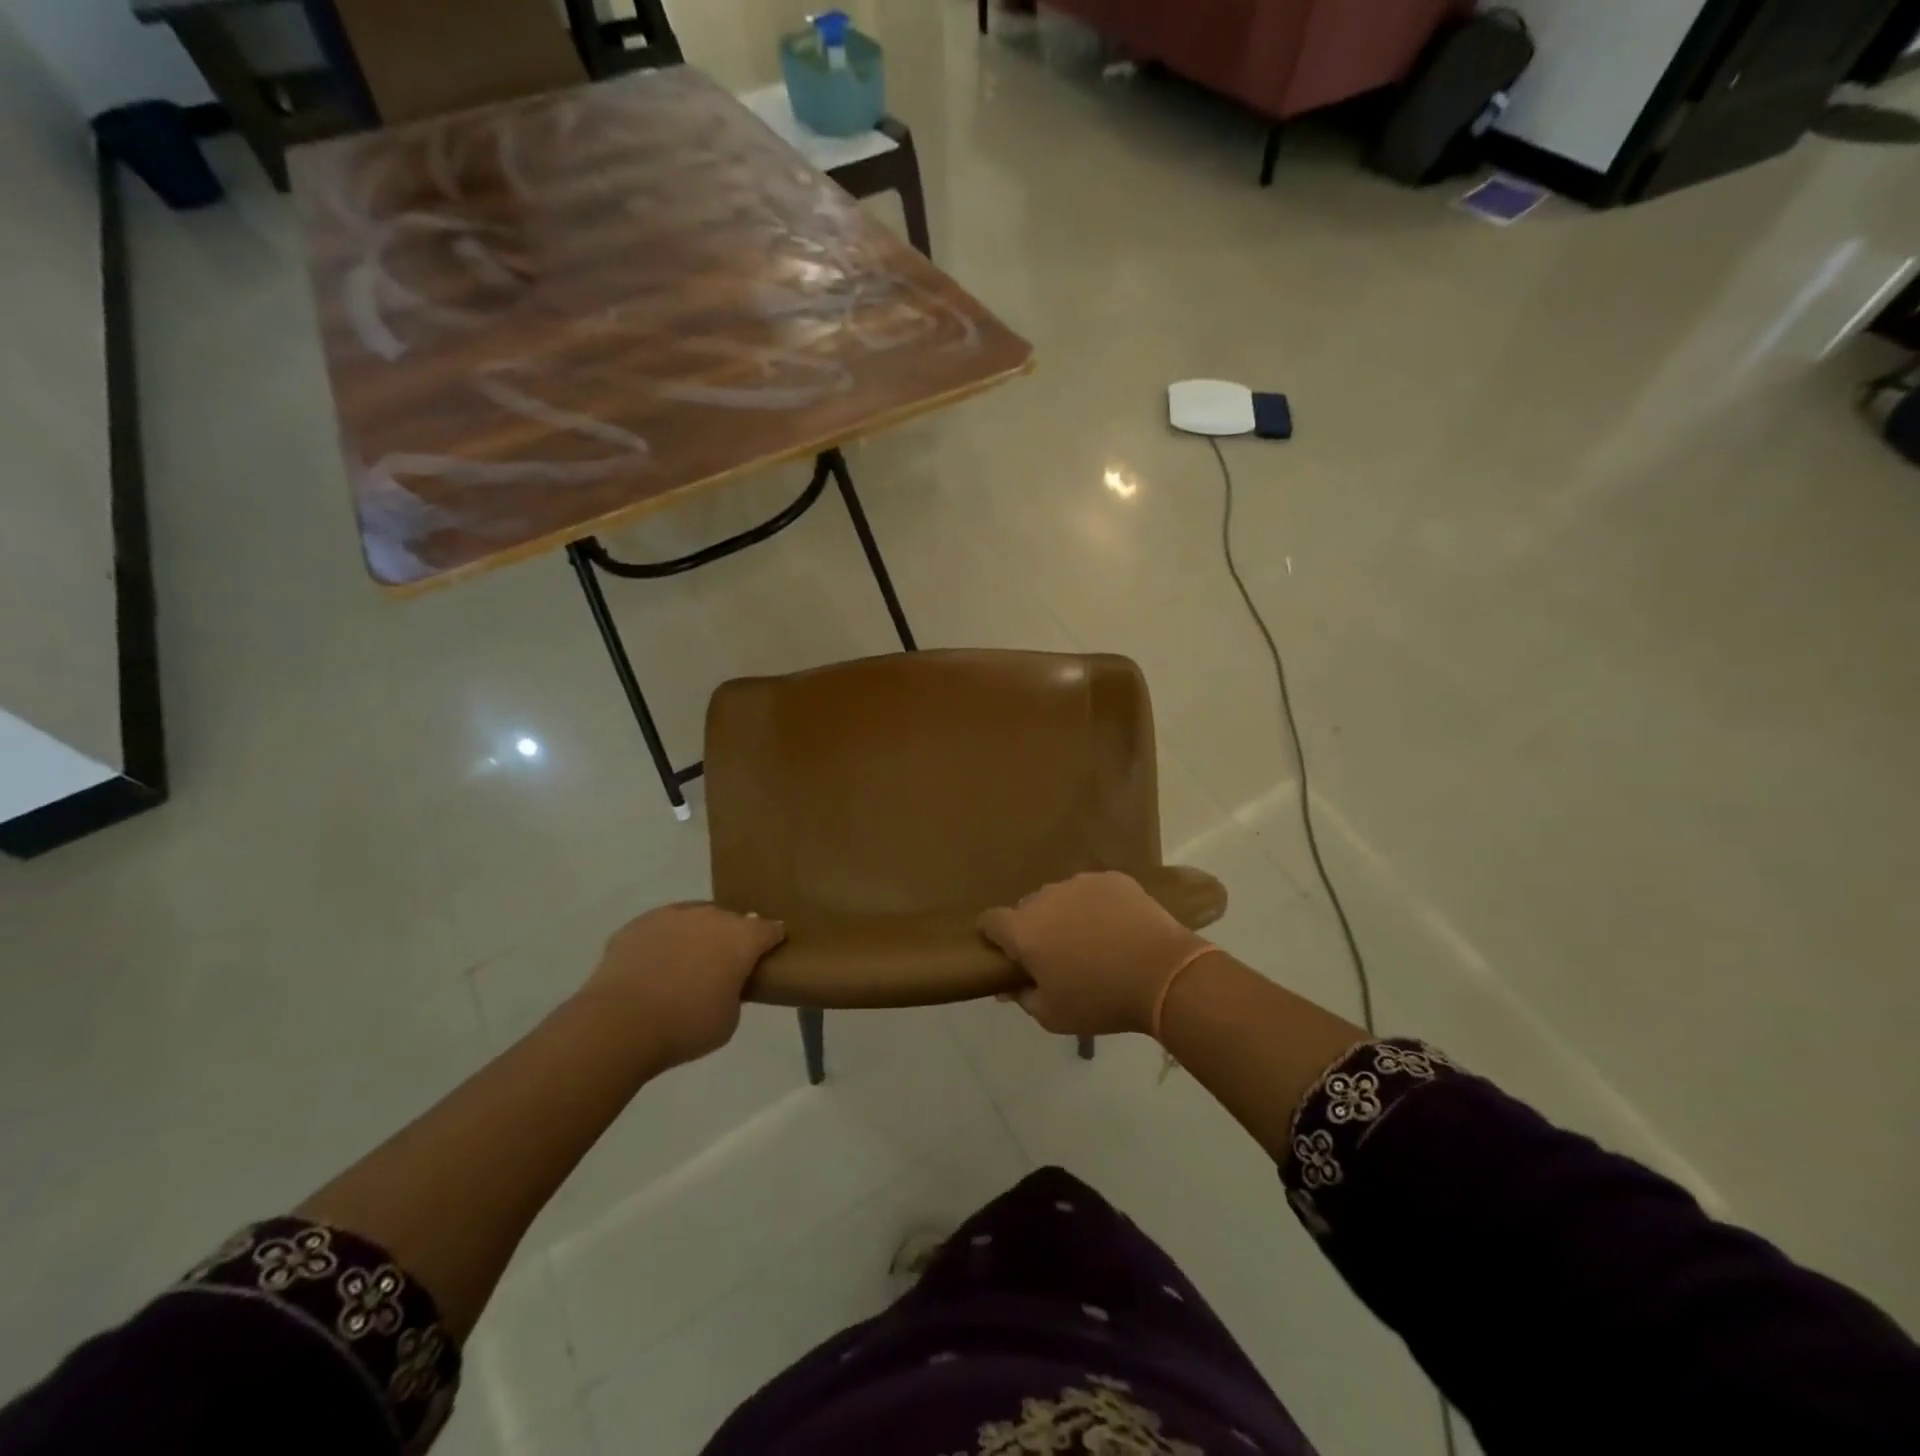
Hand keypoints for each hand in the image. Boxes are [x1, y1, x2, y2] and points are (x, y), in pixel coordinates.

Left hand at [581, 904, 786, 1070]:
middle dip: (731, 938)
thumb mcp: (729, 1018)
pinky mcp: (637, 924)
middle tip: (724, 967)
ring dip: (696, 937)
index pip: (769, 929)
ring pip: (693, 920)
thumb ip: (735, 991)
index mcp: (741, 937)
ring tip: (685, 966)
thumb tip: (724, 982)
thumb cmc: (687, 1025)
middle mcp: (711, 917)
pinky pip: (660, 929)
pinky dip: (662, 944)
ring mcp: (672, 916)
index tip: (770, 953)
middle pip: (730, 921)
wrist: (620, 1023)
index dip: (772, 940)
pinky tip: (653, 968)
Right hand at [978, 872, 1208, 1038]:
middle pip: (1028, 908)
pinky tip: (1117, 928)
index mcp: (1023, 929)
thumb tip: (1008, 986)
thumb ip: (1023, 997)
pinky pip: (1093, 891)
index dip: (992, 936)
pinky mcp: (1112, 879)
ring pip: (1061, 897)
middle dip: (1034, 928)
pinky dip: (1097, 906)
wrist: (1164, 974)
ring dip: (1066, 915)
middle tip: (1056, 956)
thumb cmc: (1100, 1000)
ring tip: (1092, 942)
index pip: (990, 921)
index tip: (1005, 953)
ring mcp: (1080, 883)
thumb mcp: (1053, 1015)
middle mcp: (1045, 897)